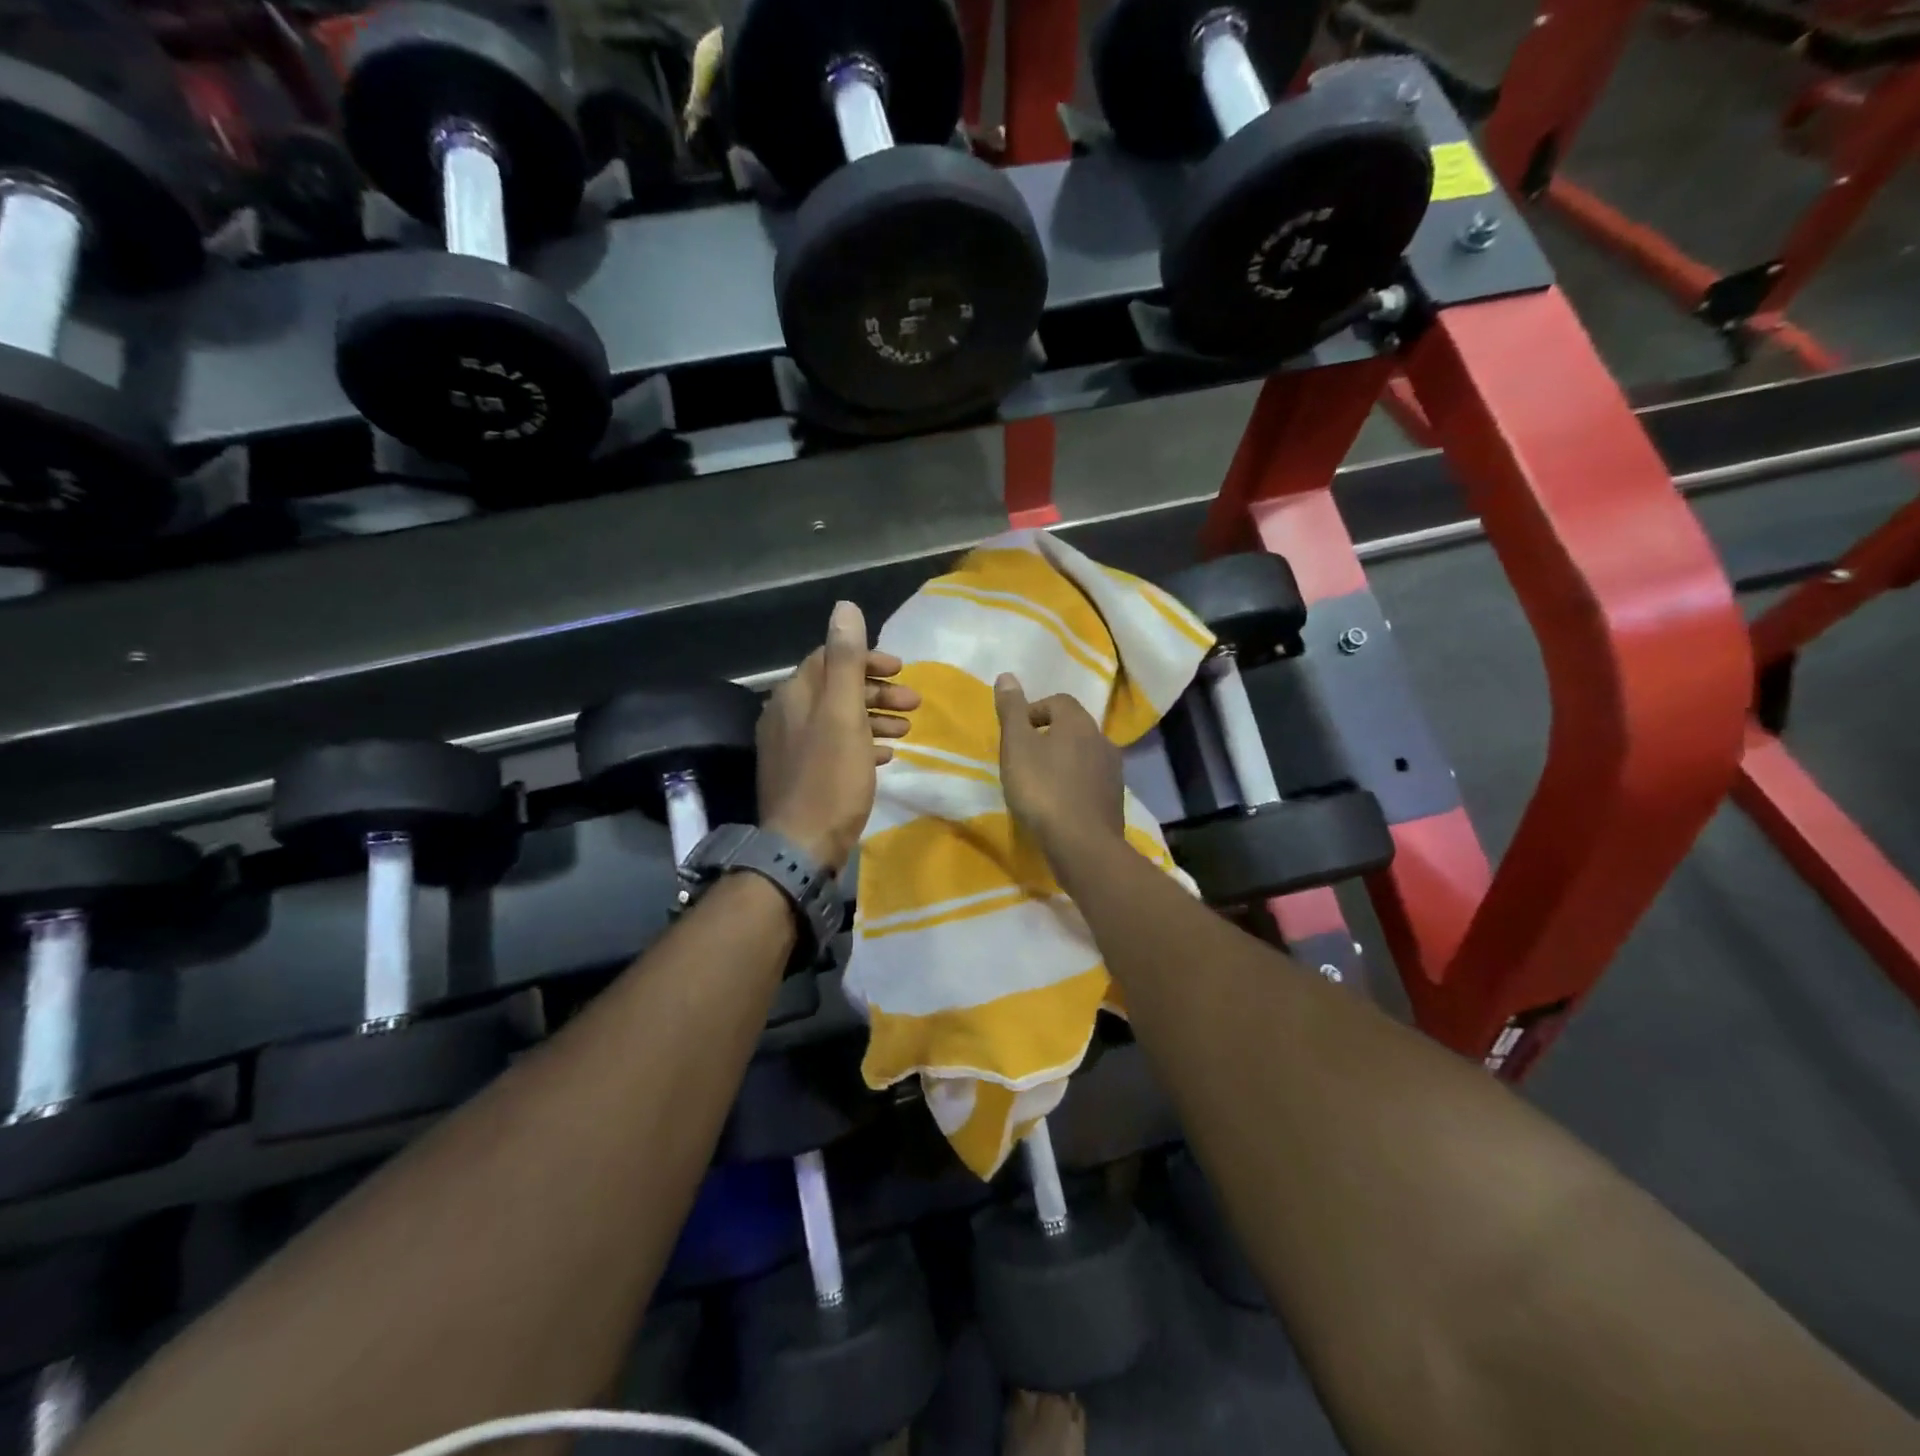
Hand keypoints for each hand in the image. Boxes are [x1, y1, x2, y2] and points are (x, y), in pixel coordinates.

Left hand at [757, 601, 918, 871]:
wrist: (801, 846)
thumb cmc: (830, 777)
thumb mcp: (843, 714)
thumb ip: (845, 661)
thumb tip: (845, 607)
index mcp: (795, 695)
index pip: (831, 658)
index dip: (868, 659)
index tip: (902, 670)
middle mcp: (787, 715)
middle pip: (837, 688)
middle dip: (878, 691)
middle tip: (915, 703)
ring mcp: (793, 747)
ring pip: (839, 719)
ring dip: (875, 718)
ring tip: (908, 729)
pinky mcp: (802, 774)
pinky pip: (836, 747)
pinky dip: (863, 744)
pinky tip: (886, 755)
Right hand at [994, 674, 1124, 857]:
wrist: (1082, 843)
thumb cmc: (1042, 789)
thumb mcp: (1016, 746)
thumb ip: (1012, 711)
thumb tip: (1006, 676)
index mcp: (1078, 722)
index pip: (1058, 701)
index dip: (1034, 712)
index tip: (1016, 734)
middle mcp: (1102, 739)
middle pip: (1073, 727)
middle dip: (1050, 736)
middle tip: (1025, 758)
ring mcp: (1113, 770)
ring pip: (1084, 754)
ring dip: (1064, 761)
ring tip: (1041, 782)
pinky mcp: (1115, 798)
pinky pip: (1091, 780)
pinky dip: (1075, 784)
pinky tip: (1060, 803)